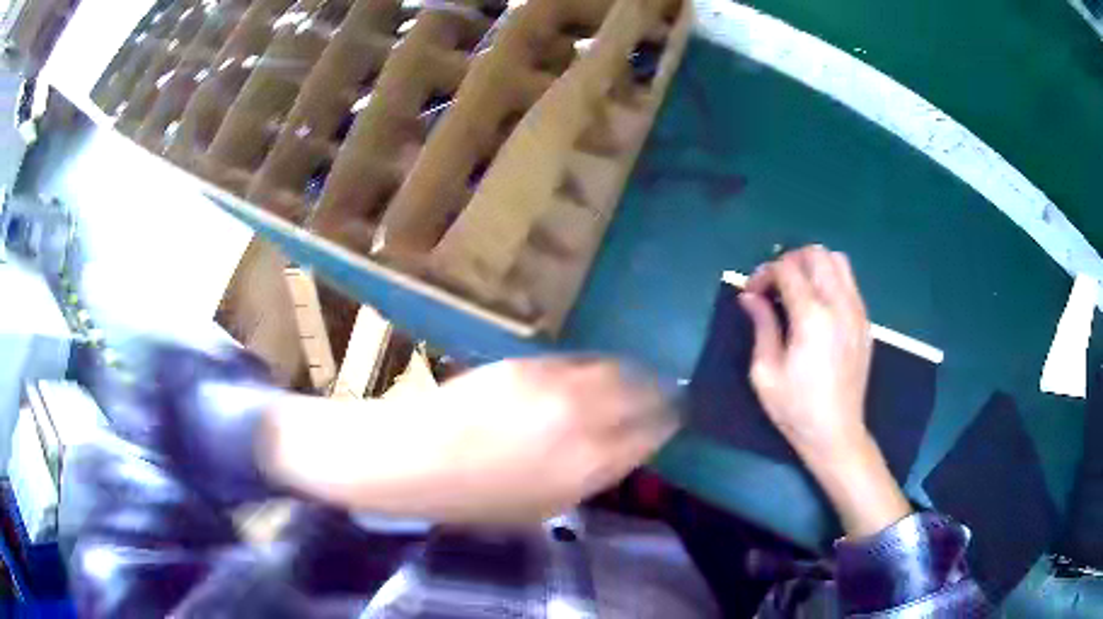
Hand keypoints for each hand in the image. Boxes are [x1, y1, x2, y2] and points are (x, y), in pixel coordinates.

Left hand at [261, 358, 678, 523]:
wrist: (414, 458)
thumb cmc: (475, 499)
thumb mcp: (544, 508)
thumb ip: (590, 478)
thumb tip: (618, 453)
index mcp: (590, 465)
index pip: (650, 434)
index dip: (666, 423)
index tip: (672, 418)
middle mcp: (583, 419)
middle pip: (642, 394)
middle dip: (659, 393)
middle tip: (665, 392)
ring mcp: (556, 385)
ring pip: (614, 369)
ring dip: (632, 373)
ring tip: (635, 376)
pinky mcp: (528, 363)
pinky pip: (578, 361)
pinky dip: (595, 367)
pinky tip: (592, 372)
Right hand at [740, 246, 909, 536]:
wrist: (836, 433)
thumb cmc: (796, 408)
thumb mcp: (765, 372)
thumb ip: (761, 326)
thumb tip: (750, 296)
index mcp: (812, 317)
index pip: (787, 268)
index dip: (763, 273)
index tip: (752, 294)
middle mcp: (839, 305)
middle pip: (816, 254)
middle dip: (789, 260)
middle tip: (775, 286)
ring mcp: (857, 312)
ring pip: (838, 260)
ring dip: (813, 266)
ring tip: (798, 289)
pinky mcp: (865, 322)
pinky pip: (850, 282)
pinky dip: (830, 280)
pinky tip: (818, 307)